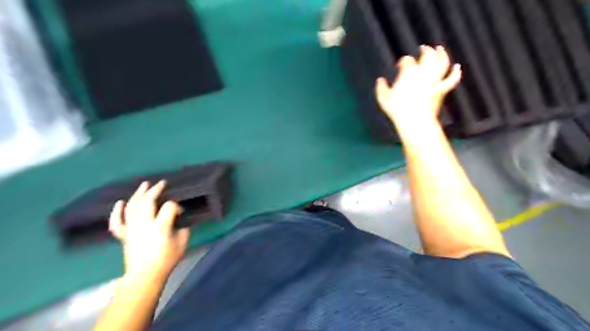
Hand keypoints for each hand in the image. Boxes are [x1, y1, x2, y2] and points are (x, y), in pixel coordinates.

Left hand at [106, 181, 188, 278]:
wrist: (145, 276)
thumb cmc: (166, 260)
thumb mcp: (182, 243)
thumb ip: (183, 229)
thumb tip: (179, 222)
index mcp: (160, 226)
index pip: (169, 207)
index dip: (177, 207)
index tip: (181, 213)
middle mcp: (144, 224)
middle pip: (148, 201)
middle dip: (155, 190)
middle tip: (161, 184)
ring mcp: (132, 229)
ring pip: (132, 206)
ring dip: (138, 194)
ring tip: (144, 185)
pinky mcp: (124, 235)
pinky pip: (117, 221)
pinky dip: (117, 211)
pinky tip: (120, 202)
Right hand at [376, 44, 463, 128]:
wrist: (414, 120)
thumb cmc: (397, 109)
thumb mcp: (383, 99)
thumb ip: (381, 88)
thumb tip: (380, 80)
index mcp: (408, 73)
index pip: (407, 60)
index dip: (403, 61)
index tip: (400, 65)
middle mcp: (423, 73)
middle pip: (427, 55)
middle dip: (425, 50)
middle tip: (423, 48)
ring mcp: (435, 80)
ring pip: (442, 63)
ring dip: (442, 54)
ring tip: (440, 49)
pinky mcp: (442, 90)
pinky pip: (451, 79)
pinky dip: (455, 72)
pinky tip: (457, 67)